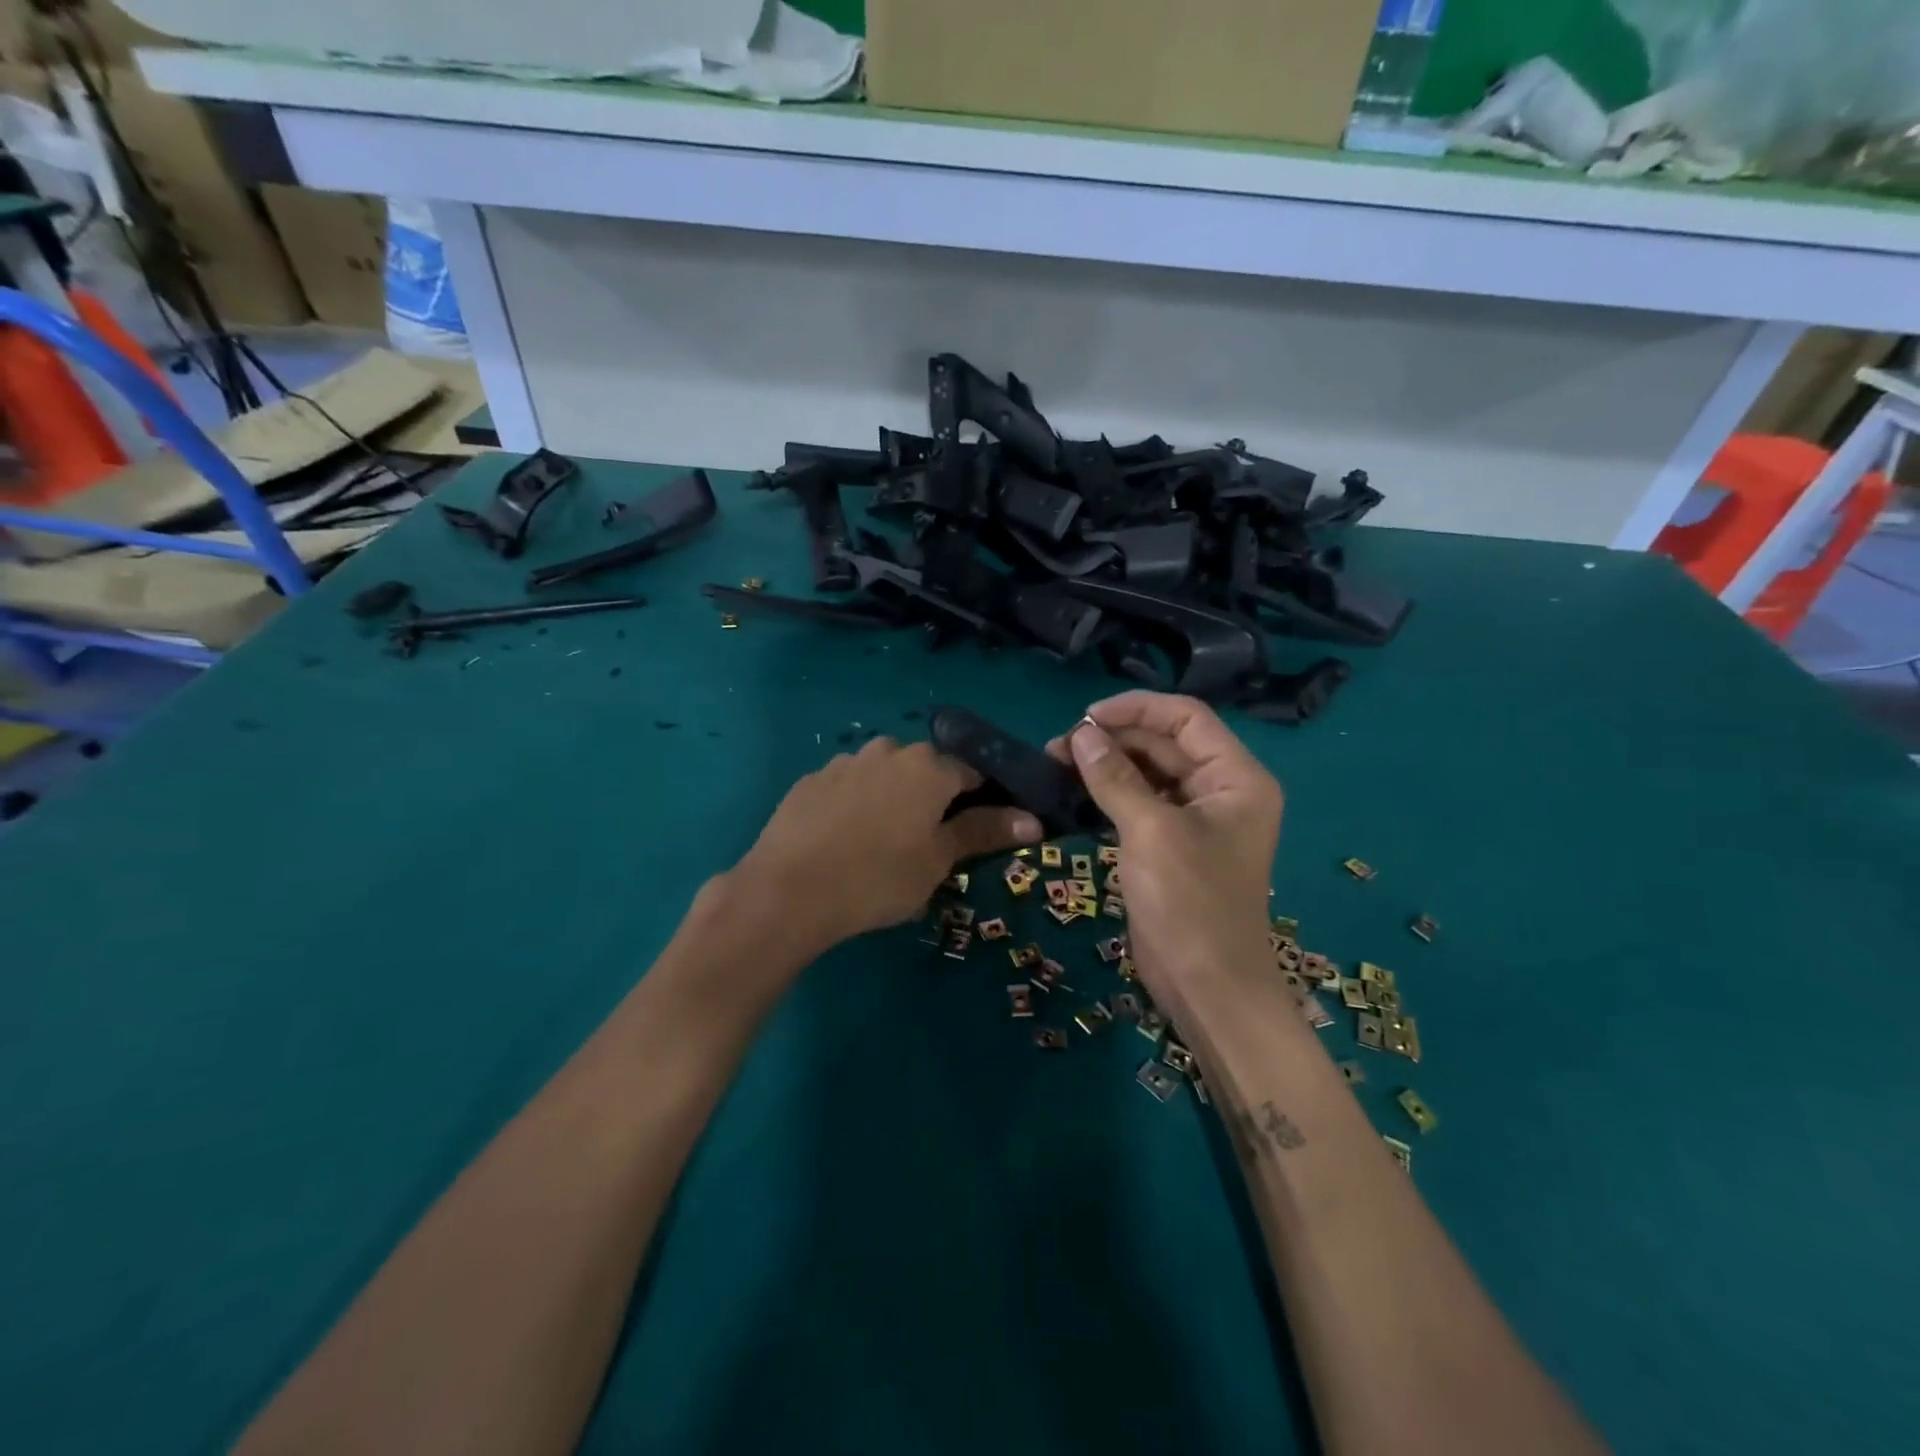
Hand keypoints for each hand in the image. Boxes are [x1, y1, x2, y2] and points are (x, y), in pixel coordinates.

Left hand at [731, 738, 1041, 953]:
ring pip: (886, 775)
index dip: (985, 798)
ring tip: (882, 843)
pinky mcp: (811, 780)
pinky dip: (858, 804)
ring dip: (894, 798)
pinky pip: (850, 786)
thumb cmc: (878, 878)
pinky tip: (846, 840)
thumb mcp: (938, 860)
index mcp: (929, 767)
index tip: (983, 828)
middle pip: (927, 770)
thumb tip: (1033, 820)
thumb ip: (984, 832)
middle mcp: (889, 750)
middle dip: (935, 798)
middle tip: (930, 842)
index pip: (974, 771)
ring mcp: (845, 762)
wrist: (787, 891)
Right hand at [1047, 693, 1281, 1023]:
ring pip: (1148, 773)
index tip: (1085, 716)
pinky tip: (1074, 792)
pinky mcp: (1171, 844)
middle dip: (1114, 739)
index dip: (1137, 708)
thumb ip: (1115, 777)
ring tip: (1058, 764)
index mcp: (1236, 778)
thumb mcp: (1150, 832)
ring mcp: (1196, 819)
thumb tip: (1080, 733)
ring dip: (1107, 765)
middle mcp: (1221, 790)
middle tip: (1059, 746)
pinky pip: (1140, 803)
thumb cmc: (1189, 903)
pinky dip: (1109, 794)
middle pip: (1165, 744)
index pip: (1186, 718)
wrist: (1206, 987)